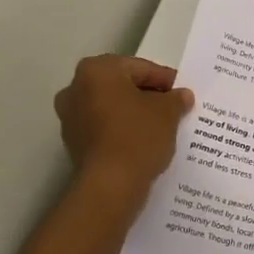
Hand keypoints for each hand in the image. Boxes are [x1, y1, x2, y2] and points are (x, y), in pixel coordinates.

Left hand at [54, 55, 193, 191]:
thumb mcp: (167, 112)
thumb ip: (175, 99)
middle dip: (147, 95)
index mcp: (97, 70)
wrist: (110, 185)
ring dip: (134, 113)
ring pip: (112, 107)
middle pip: (122, 86)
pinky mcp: (73, 142)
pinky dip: (122, 130)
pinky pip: (104, 127)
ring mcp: (70, 117)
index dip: (165, 80)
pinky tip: (143, 142)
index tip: (182, 92)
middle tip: (173, 107)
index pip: (140, 68)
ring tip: (161, 126)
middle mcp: (76, 88)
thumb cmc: (138, 136)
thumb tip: (181, 96)